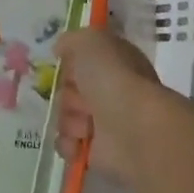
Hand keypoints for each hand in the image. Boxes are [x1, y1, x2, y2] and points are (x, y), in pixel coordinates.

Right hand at [53, 28, 164, 185]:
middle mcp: (110, 92)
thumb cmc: (112, 78)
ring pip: (65, 118)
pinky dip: (70, 144)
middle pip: (69, 91)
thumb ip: (72, 40)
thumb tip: (60, 49)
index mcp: (113, 64)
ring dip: (69, 120)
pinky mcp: (97, 152)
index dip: (70, 65)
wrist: (133, 127)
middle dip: (68, 96)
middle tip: (82, 100)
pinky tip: (81, 142)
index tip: (69, 69)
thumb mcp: (90, 41)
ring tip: (86, 125)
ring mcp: (104, 123)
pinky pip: (68, 144)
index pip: (80, 62)